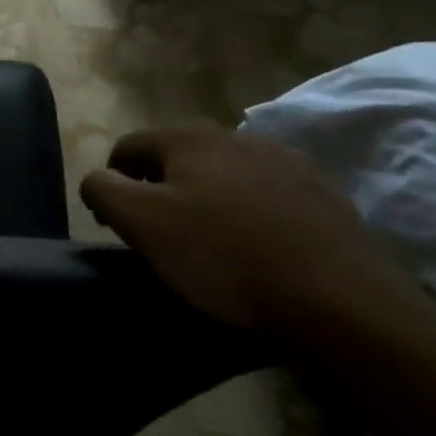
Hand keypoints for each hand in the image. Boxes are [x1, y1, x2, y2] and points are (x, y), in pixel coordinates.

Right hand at [80, 125, 427, 337]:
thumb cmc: (222, 255)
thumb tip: (97, 179)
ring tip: (207, 244)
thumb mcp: (140, 222)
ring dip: (204, 199)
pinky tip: (253, 248)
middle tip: (157, 236)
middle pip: (176, 158)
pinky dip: (247, 214)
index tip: (113, 225)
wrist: (338, 298)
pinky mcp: (322, 194)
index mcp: (190, 137)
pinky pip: (264, 196)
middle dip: (158, 190)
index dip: (110, 183)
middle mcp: (238, 136)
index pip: (127, 146)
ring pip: (222, 175)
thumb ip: (102, 189)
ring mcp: (287, 162)